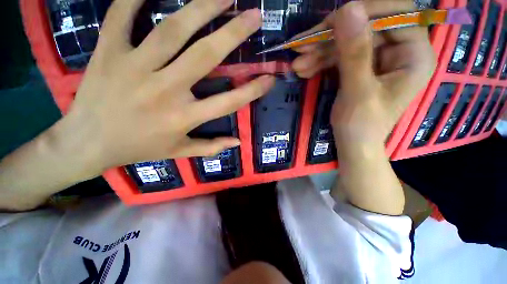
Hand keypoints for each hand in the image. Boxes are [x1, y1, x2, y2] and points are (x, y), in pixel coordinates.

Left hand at [61, 0, 273, 178]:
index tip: (269, 78)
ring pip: (172, 29)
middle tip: (254, 16)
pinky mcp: (107, 52)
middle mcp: (165, 89)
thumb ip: (211, 147)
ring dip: (202, 7)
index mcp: (184, 117)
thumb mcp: (179, 152)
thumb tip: (237, 143)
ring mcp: (133, 67)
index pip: (229, 102)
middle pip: (205, 55)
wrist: (87, 143)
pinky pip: (122, 14)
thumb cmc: (137, 148)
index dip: (253, 90)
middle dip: (233, 33)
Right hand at [293, 0, 435, 147]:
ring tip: (298, 65)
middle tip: (302, 48)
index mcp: (414, 54)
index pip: (395, 14)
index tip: (330, 24)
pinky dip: (320, 62)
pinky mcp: (361, 67)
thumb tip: (348, 8)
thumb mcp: (358, 91)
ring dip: (319, 53)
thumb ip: (354, 53)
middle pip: (364, 28)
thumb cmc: (361, 126)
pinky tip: (304, 70)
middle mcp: (399, 51)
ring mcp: (378, 59)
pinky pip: (340, 56)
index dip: (363, 13)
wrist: (353, 144)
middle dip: (330, 39)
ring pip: (347, 43)